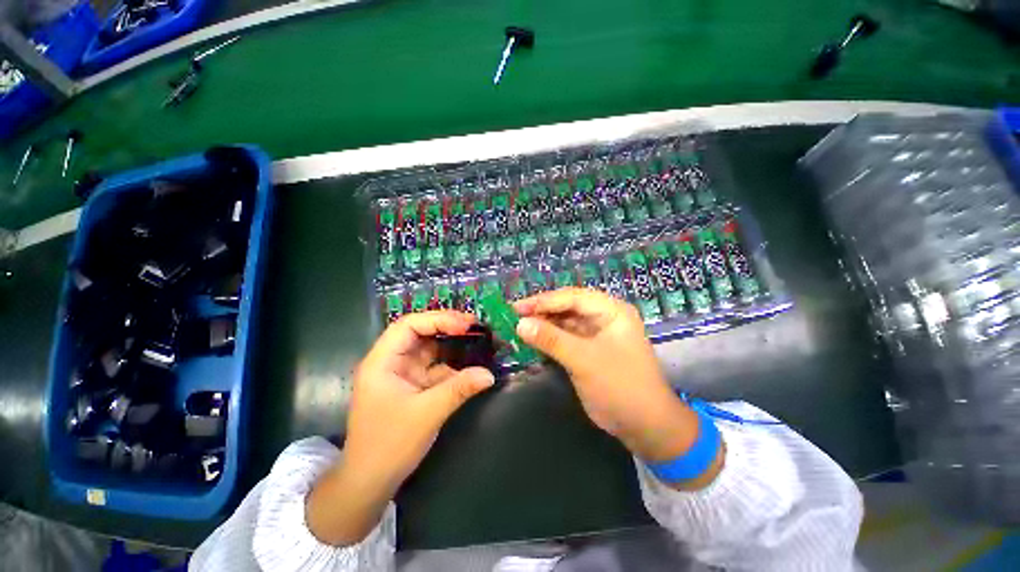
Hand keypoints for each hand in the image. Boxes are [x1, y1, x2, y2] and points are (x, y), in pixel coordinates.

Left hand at [307, 311, 494, 544]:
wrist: (370, 482)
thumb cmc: (389, 445)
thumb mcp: (427, 414)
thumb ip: (459, 389)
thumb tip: (489, 375)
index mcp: (382, 361)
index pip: (409, 326)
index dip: (437, 320)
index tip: (464, 325)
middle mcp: (391, 361)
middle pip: (419, 333)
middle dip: (446, 327)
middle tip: (474, 325)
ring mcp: (402, 373)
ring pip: (428, 349)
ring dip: (451, 344)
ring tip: (476, 338)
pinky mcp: (412, 386)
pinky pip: (434, 368)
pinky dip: (452, 365)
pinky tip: (470, 366)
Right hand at [515, 288, 721, 487]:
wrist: (646, 426)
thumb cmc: (620, 386)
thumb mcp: (584, 360)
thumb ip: (551, 339)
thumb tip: (520, 324)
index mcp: (611, 311)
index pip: (572, 297)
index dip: (544, 301)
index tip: (517, 307)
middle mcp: (604, 317)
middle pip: (567, 307)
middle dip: (542, 311)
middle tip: (514, 316)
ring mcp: (596, 334)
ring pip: (565, 322)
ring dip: (544, 325)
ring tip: (519, 326)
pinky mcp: (589, 350)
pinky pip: (565, 338)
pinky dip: (549, 339)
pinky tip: (532, 339)